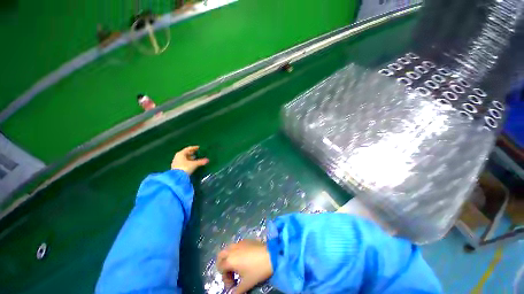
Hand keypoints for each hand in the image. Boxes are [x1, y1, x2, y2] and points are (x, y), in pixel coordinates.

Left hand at [171, 146, 208, 174]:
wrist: (176, 178)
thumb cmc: (185, 168)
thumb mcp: (194, 164)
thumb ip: (200, 161)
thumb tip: (207, 160)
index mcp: (181, 154)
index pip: (188, 148)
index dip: (194, 148)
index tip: (199, 147)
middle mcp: (177, 157)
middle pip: (185, 153)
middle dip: (192, 153)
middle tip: (197, 152)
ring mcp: (176, 162)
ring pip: (184, 158)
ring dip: (190, 158)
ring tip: (195, 158)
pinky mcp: (176, 167)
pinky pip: (183, 162)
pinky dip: (188, 161)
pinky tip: (191, 163)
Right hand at [217, 240, 272, 293]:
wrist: (271, 255)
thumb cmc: (257, 270)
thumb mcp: (246, 284)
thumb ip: (236, 291)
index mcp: (230, 260)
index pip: (220, 268)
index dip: (225, 278)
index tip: (233, 284)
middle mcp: (232, 249)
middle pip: (221, 255)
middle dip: (223, 264)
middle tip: (230, 273)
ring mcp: (240, 243)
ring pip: (229, 248)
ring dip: (229, 257)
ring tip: (237, 266)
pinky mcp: (247, 240)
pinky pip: (237, 245)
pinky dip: (236, 251)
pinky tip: (245, 258)